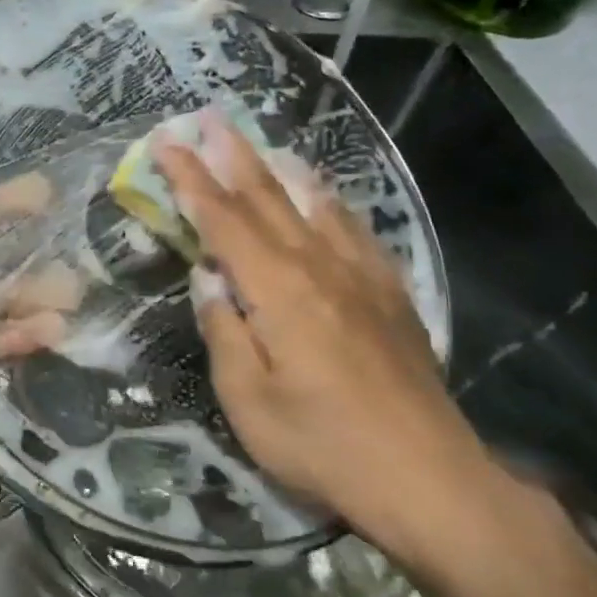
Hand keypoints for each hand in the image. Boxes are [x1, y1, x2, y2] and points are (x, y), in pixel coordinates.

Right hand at [151, 112, 493, 555]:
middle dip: (232, 154)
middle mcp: (320, 266)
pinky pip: (354, 229)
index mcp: (278, 289)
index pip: (223, 218)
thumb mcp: (248, 400)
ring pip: (314, 204)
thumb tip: (209, 278)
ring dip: (279, 169)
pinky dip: (329, 202)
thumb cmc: (324, 445)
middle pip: (268, 196)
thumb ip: (223, 331)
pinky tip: (323, 196)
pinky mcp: (391, 294)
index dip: (189, 178)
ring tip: (259, 142)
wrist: (431, 480)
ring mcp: (362, 276)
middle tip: (207, 116)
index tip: (165, 141)